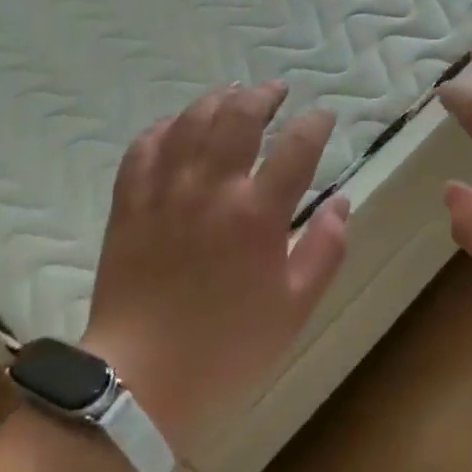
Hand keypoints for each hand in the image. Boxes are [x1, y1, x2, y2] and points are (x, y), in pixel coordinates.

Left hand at [82, 84, 349, 448]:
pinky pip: (143, 148)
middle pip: (239, 117)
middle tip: (276, 91)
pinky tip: (176, 124)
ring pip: (190, 122)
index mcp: (258, 215)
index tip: (324, 116)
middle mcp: (212, 189)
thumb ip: (326, 249)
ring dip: (216, 100)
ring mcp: (165, 192)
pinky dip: (163, 127)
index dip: (315, 124)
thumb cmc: (229, 348)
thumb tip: (342, 202)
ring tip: (232, 94)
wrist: (142, 380)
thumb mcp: (296, 307)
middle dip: (263, 96)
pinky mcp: (130, 204)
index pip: (296, 147)